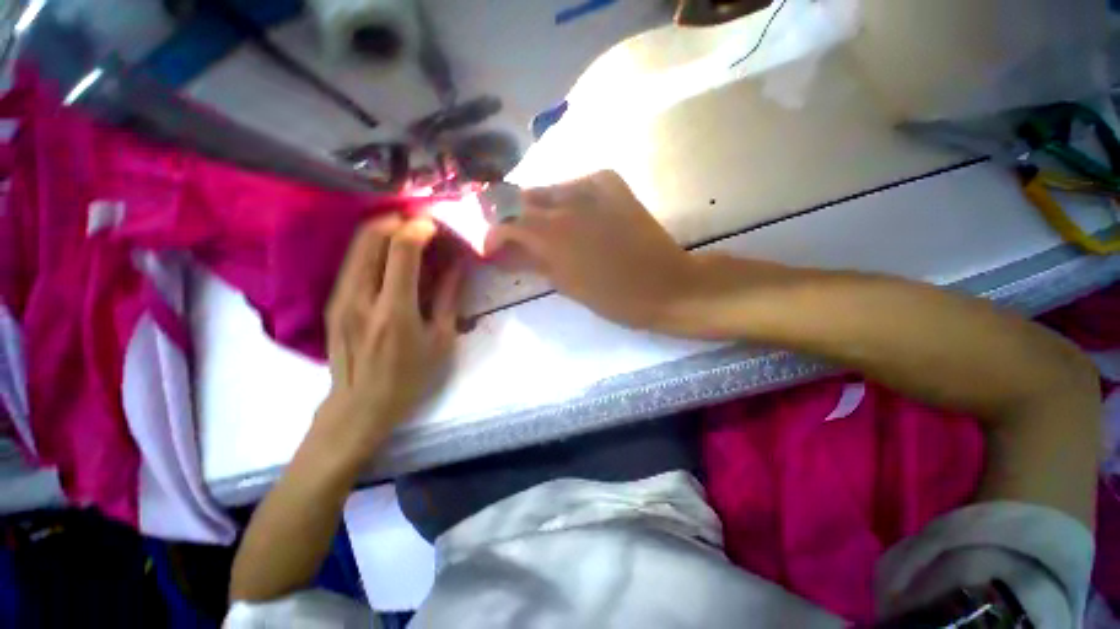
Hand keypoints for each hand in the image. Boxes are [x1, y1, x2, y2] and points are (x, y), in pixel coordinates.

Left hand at [316, 216, 462, 458]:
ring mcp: (340, 297)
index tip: (435, 225)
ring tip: (408, 237)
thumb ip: (449, 297)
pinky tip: (392, 260)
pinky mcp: (333, 301)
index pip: (401, 249)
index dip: (419, 228)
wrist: (361, 405)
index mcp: (394, 310)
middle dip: (397, 221)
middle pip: (370, 236)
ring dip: (383, 231)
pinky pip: (353, 261)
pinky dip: (373, 249)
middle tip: (421, 226)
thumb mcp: (441, 340)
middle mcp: (360, 296)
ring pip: (357, 245)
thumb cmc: (411, 376)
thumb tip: (458, 264)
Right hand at [485, 170, 699, 331]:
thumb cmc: (614, 297)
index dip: (492, 234)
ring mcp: (591, 184)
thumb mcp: (566, 285)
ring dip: (537, 208)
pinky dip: (564, 200)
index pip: (506, 222)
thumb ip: (532, 262)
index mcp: (554, 234)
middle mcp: (567, 200)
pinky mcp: (610, 181)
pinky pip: (574, 184)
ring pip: (547, 189)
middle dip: (512, 218)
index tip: (491, 248)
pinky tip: (570, 217)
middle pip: (522, 199)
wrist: (666, 284)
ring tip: (541, 229)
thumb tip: (506, 252)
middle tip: (512, 237)